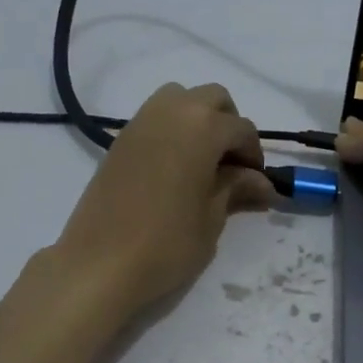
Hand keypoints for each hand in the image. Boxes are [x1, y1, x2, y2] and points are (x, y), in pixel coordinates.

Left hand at [55, 82, 274, 309]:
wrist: (101, 263)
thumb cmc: (167, 244)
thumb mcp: (212, 219)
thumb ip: (235, 189)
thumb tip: (262, 182)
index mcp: (202, 127)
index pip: (241, 129)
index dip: (254, 156)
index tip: (258, 184)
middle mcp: (171, 111)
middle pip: (212, 99)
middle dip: (229, 126)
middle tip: (233, 167)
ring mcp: (140, 122)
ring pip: (180, 101)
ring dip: (199, 122)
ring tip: (203, 164)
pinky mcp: (120, 140)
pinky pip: (156, 119)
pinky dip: (173, 132)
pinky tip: (176, 170)